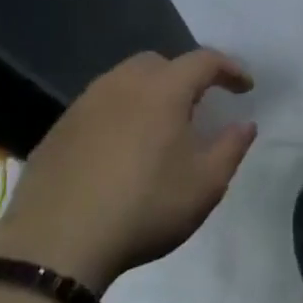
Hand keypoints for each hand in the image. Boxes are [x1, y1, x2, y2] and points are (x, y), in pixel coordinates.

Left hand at [0, 50, 256, 294]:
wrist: (56, 242)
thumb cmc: (145, 206)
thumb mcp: (206, 184)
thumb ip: (232, 147)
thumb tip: (245, 125)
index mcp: (163, 90)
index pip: (204, 61)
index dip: (230, 69)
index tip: (246, 89)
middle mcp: (121, 85)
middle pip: (159, 63)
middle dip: (184, 76)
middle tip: (199, 105)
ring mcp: (84, 105)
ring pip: (124, 82)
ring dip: (149, 94)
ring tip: (161, 127)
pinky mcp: (59, 130)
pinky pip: (99, 107)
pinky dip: (120, 115)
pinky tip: (122, 150)